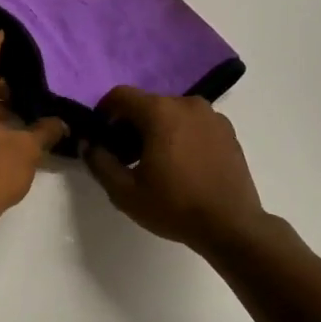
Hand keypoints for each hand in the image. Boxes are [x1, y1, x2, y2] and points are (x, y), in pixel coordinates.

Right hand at [84, 87, 268, 252]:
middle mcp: (187, 103)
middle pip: (148, 104)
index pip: (121, 95)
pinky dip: (182, 134)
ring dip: (158, 129)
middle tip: (125, 155)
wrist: (232, 225)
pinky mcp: (228, 131)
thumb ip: (99, 162)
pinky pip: (194, 123)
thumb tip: (89, 144)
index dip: (104, 112)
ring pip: (172, 113)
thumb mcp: (125, 192)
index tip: (101, 135)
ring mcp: (212, 115)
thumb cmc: (175, 206)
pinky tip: (182, 165)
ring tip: (155, 162)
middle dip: (131, 124)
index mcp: (160, 111)